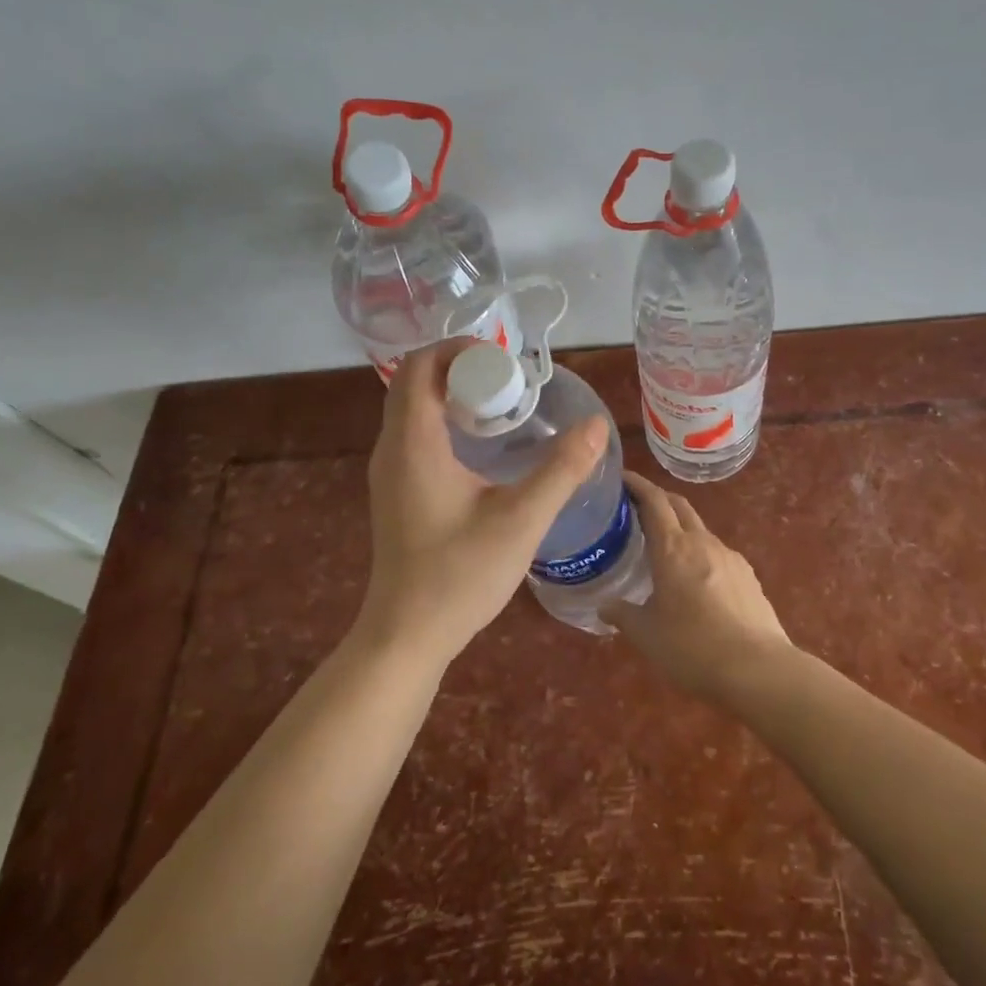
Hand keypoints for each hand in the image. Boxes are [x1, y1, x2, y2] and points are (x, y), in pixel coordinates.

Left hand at [358, 338, 606, 665]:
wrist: (407, 634)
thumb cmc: (460, 574)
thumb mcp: (521, 520)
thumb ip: (561, 470)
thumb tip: (596, 426)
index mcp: (413, 443)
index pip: (420, 365)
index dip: (459, 350)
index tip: (505, 362)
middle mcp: (392, 448)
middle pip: (415, 381)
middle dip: (461, 369)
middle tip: (511, 383)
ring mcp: (390, 471)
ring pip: (413, 408)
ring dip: (452, 394)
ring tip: (503, 408)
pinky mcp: (396, 491)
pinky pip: (415, 434)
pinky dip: (445, 421)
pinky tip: (482, 448)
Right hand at [600, 472, 795, 705]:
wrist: (759, 670)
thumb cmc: (692, 647)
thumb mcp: (646, 634)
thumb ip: (622, 614)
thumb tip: (605, 606)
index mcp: (673, 548)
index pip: (654, 501)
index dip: (637, 485)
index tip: (622, 477)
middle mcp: (702, 542)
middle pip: (679, 506)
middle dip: (658, 499)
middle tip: (636, 508)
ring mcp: (730, 557)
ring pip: (700, 530)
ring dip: (680, 530)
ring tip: (664, 551)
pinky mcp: (748, 577)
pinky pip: (718, 555)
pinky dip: (700, 555)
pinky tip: (696, 582)